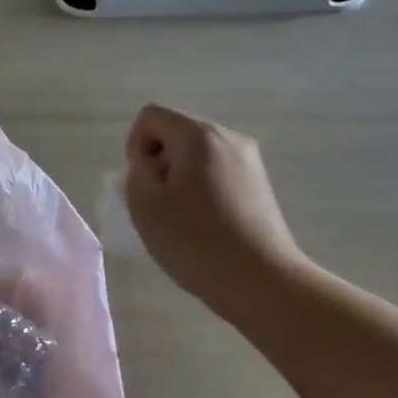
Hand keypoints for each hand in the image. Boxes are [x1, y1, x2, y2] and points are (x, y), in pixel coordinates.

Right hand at [124, 105, 309, 313]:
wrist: (262, 282)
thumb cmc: (195, 241)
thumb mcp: (144, 205)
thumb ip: (137, 172)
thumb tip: (150, 164)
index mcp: (199, 135)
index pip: (152, 116)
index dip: (135, 146)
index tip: (142, 184)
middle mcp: (229, 138)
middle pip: (177, 132)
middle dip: (159, 162)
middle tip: (158, 205)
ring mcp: (250, 161)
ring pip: (197, 155)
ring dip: (179, 179)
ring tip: (180, 218)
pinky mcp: (260, 186)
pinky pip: (217, 173)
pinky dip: (201, 190)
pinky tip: (204, 225)